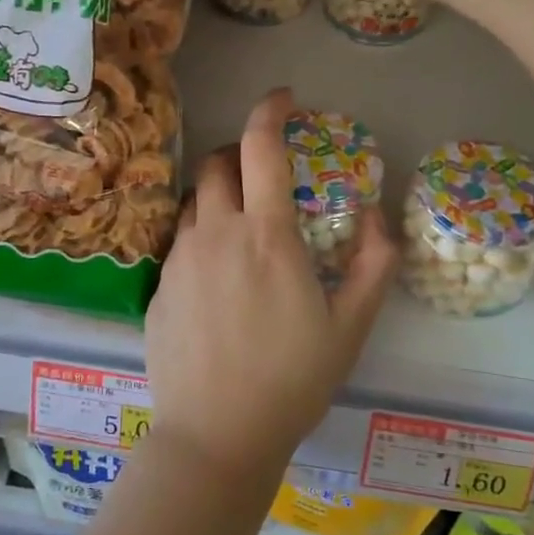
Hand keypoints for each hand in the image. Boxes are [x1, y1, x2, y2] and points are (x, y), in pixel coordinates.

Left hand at [144, 88, 395, 484]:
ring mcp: (180, 259)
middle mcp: (215, 233)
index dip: (270, 111)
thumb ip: (373, 263)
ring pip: (194, 201)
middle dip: (240, 152)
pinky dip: (202, 235)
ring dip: (218, 193)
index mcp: (265, 235)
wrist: (216, 435)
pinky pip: (180, 241)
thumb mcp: (350, 326)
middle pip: (217, 163)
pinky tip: (218, 277)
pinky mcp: (158, 287)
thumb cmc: (292, 380)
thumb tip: (375, 215)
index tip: (283, 99)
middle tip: (264, 171)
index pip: (261, 147)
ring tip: (241, 223)